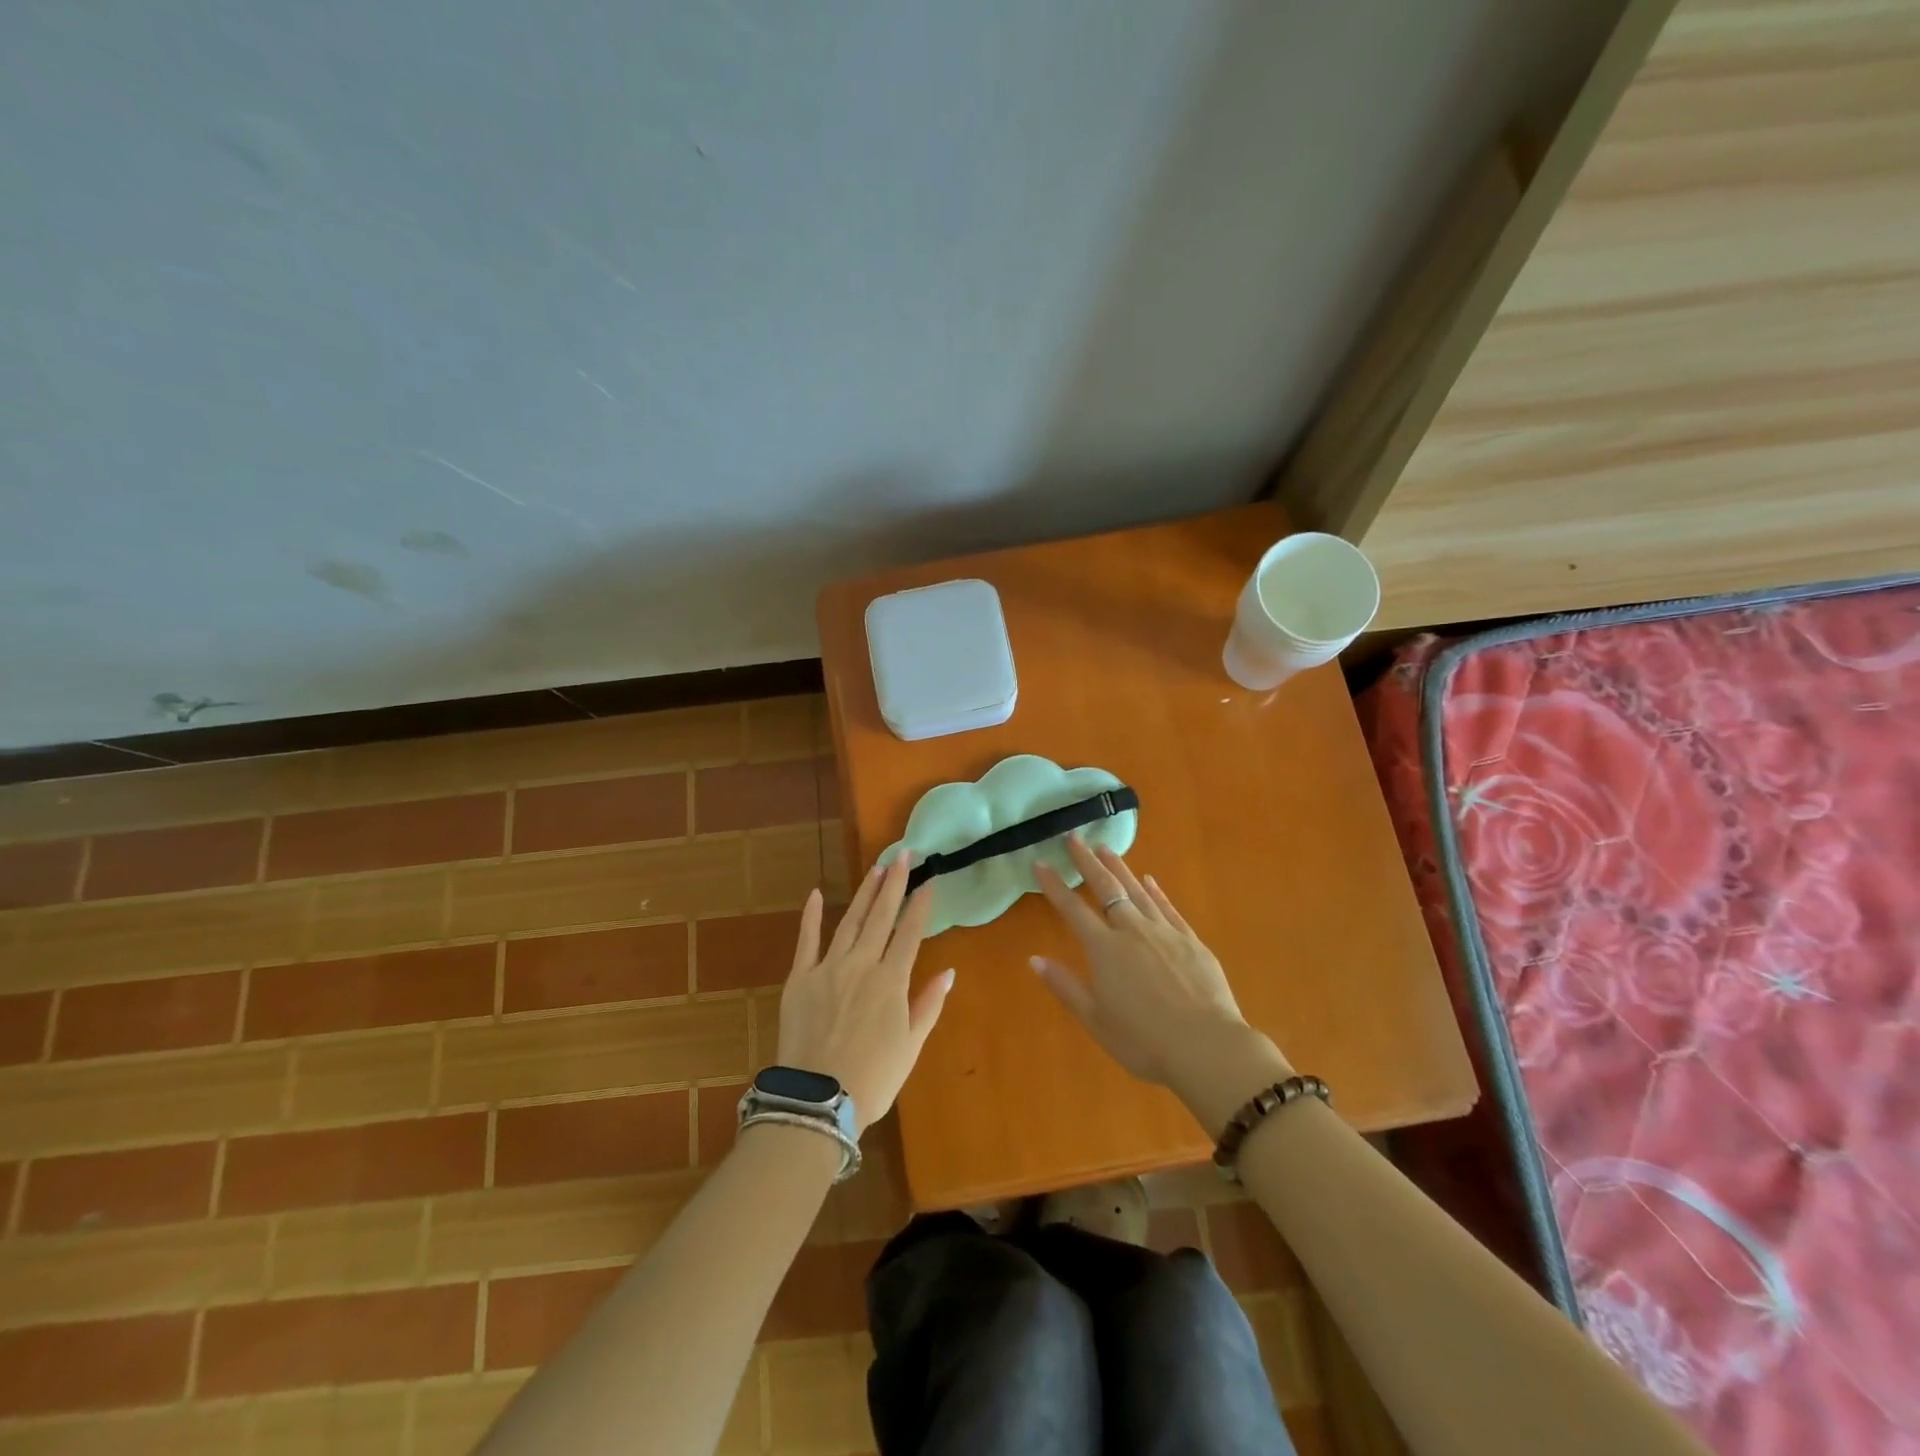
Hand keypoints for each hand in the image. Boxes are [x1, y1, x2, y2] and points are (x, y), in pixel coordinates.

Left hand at [775, 856, 954, 1133]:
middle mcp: (862, 964)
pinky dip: (812, 916)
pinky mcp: (800, 978)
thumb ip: (928, 1005)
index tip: (929, 880)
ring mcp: (828, 967)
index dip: (920, 905)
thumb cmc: (873, 1078)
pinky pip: (806, 940)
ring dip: (864, 893)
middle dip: (894, 883)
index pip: (910, 932)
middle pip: (881, 916)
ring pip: (850, 920)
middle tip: (903, 855)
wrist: (818, 1100)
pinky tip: (817, 893)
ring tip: (875, 868)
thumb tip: (948, 972)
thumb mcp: (911, 1046)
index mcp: (891, 980)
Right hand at [1032, 837, 1291, 1132]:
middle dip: (1087, 862)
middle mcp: (1132, 931)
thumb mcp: (1096, 1020)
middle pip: (1106, 889)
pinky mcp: (1191, 941)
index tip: (1040, 863)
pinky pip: (1168, 908)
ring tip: (1106, 849)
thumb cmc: (1144, 1041)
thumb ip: (1065, 987)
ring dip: (1119, 869)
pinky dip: (1156, 892)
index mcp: (1105, 950)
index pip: (1072, 910)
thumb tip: (1034, 959)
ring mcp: (1165, 932)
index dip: (1054, 885)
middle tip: (1074, 837)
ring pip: (1137, 891)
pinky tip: (1149, 880)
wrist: (1207, 1047)